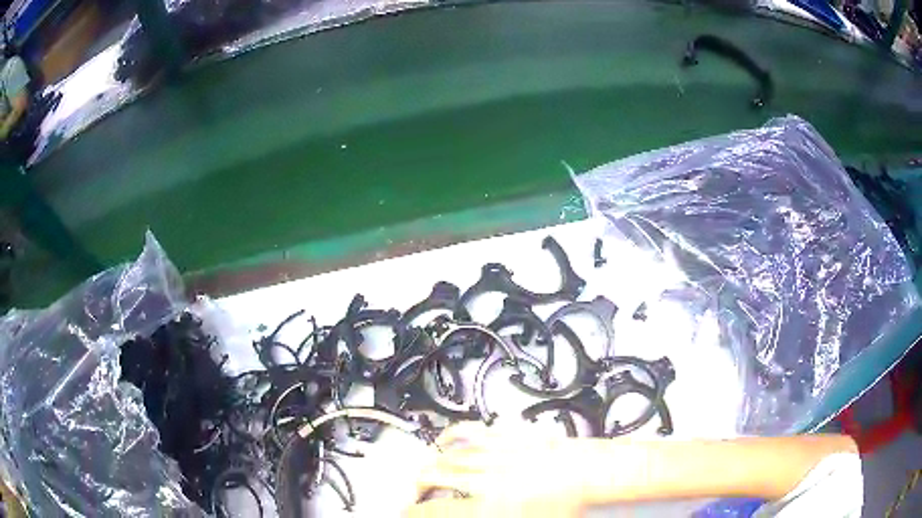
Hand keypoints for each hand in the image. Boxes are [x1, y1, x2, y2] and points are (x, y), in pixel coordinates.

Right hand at [405, 422, 592, 516]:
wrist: (590, 473)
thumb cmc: (566, 505)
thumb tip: (463, 513)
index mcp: (489, 507)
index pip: (435, 509)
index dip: (413, 511)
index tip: (406, 512)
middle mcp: (485, 478)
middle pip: (433, 477)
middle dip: (417, 488)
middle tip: (415, 496)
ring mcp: (493, 452)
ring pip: (447, 456)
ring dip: (430, 467)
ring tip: (426, 475)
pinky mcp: (504, 436)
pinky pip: (469, 431)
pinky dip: (451, 435)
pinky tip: (444, 442)